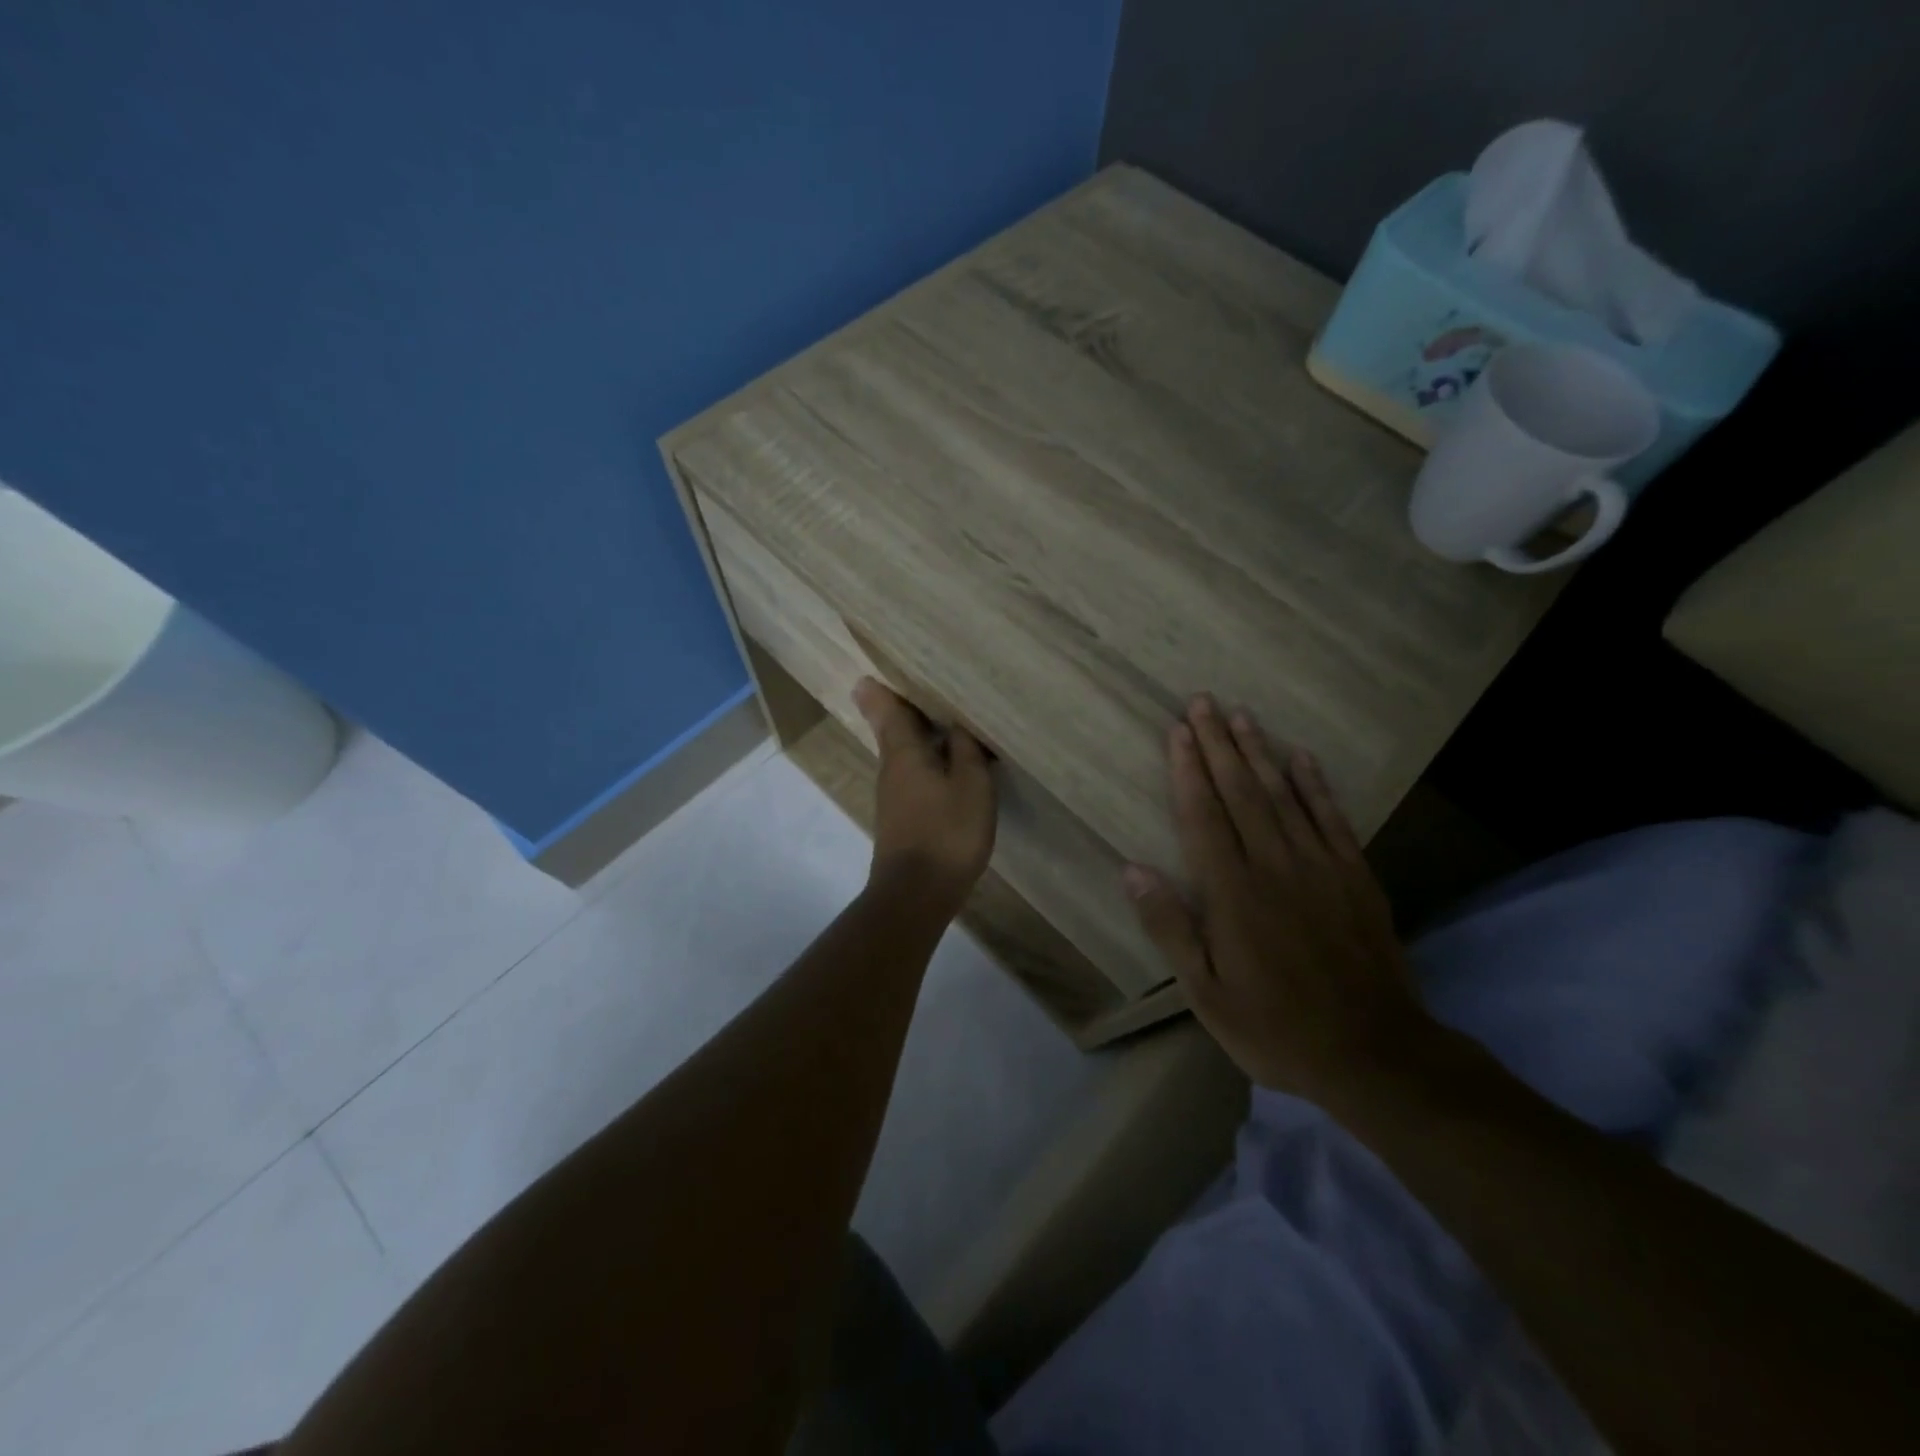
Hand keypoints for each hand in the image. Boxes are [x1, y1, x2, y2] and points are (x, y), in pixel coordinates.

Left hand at [854, 677, 996, 913]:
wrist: (916, 894)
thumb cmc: (947, 832)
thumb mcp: (971, 785)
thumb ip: (966, 750)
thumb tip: (956, 724)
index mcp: (904, 752)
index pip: (887, 708)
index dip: (882, 689)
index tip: (875, 669)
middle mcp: (891, 768)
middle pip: (893, 728)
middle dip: (902, 706)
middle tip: (919, 682)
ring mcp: (893, 794)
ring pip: (903, 751)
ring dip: (918, 732)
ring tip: (943, 716)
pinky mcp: (901, 816)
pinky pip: (913, 773)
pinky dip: (926, 758)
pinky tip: (947, 761)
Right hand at [1122, 696, 1430, 1109]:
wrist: (1374, 1054)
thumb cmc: (1275, 1027)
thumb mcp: (1206, 994)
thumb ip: (1170, 928)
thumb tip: (1132, 870)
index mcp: (1234, 894)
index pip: (1204, 816)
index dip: (1188, 770)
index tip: (1178, 731)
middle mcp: (1275, 866)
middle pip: (1241, 793)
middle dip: (1219, 744)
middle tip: (1203, 701)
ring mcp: (1320, 867)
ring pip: (1283, 795)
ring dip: (1260, 752)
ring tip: (1242, 715)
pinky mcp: (1355, 876)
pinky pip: (1332, 818)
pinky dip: (1316, 784)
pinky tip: (1302, 757)